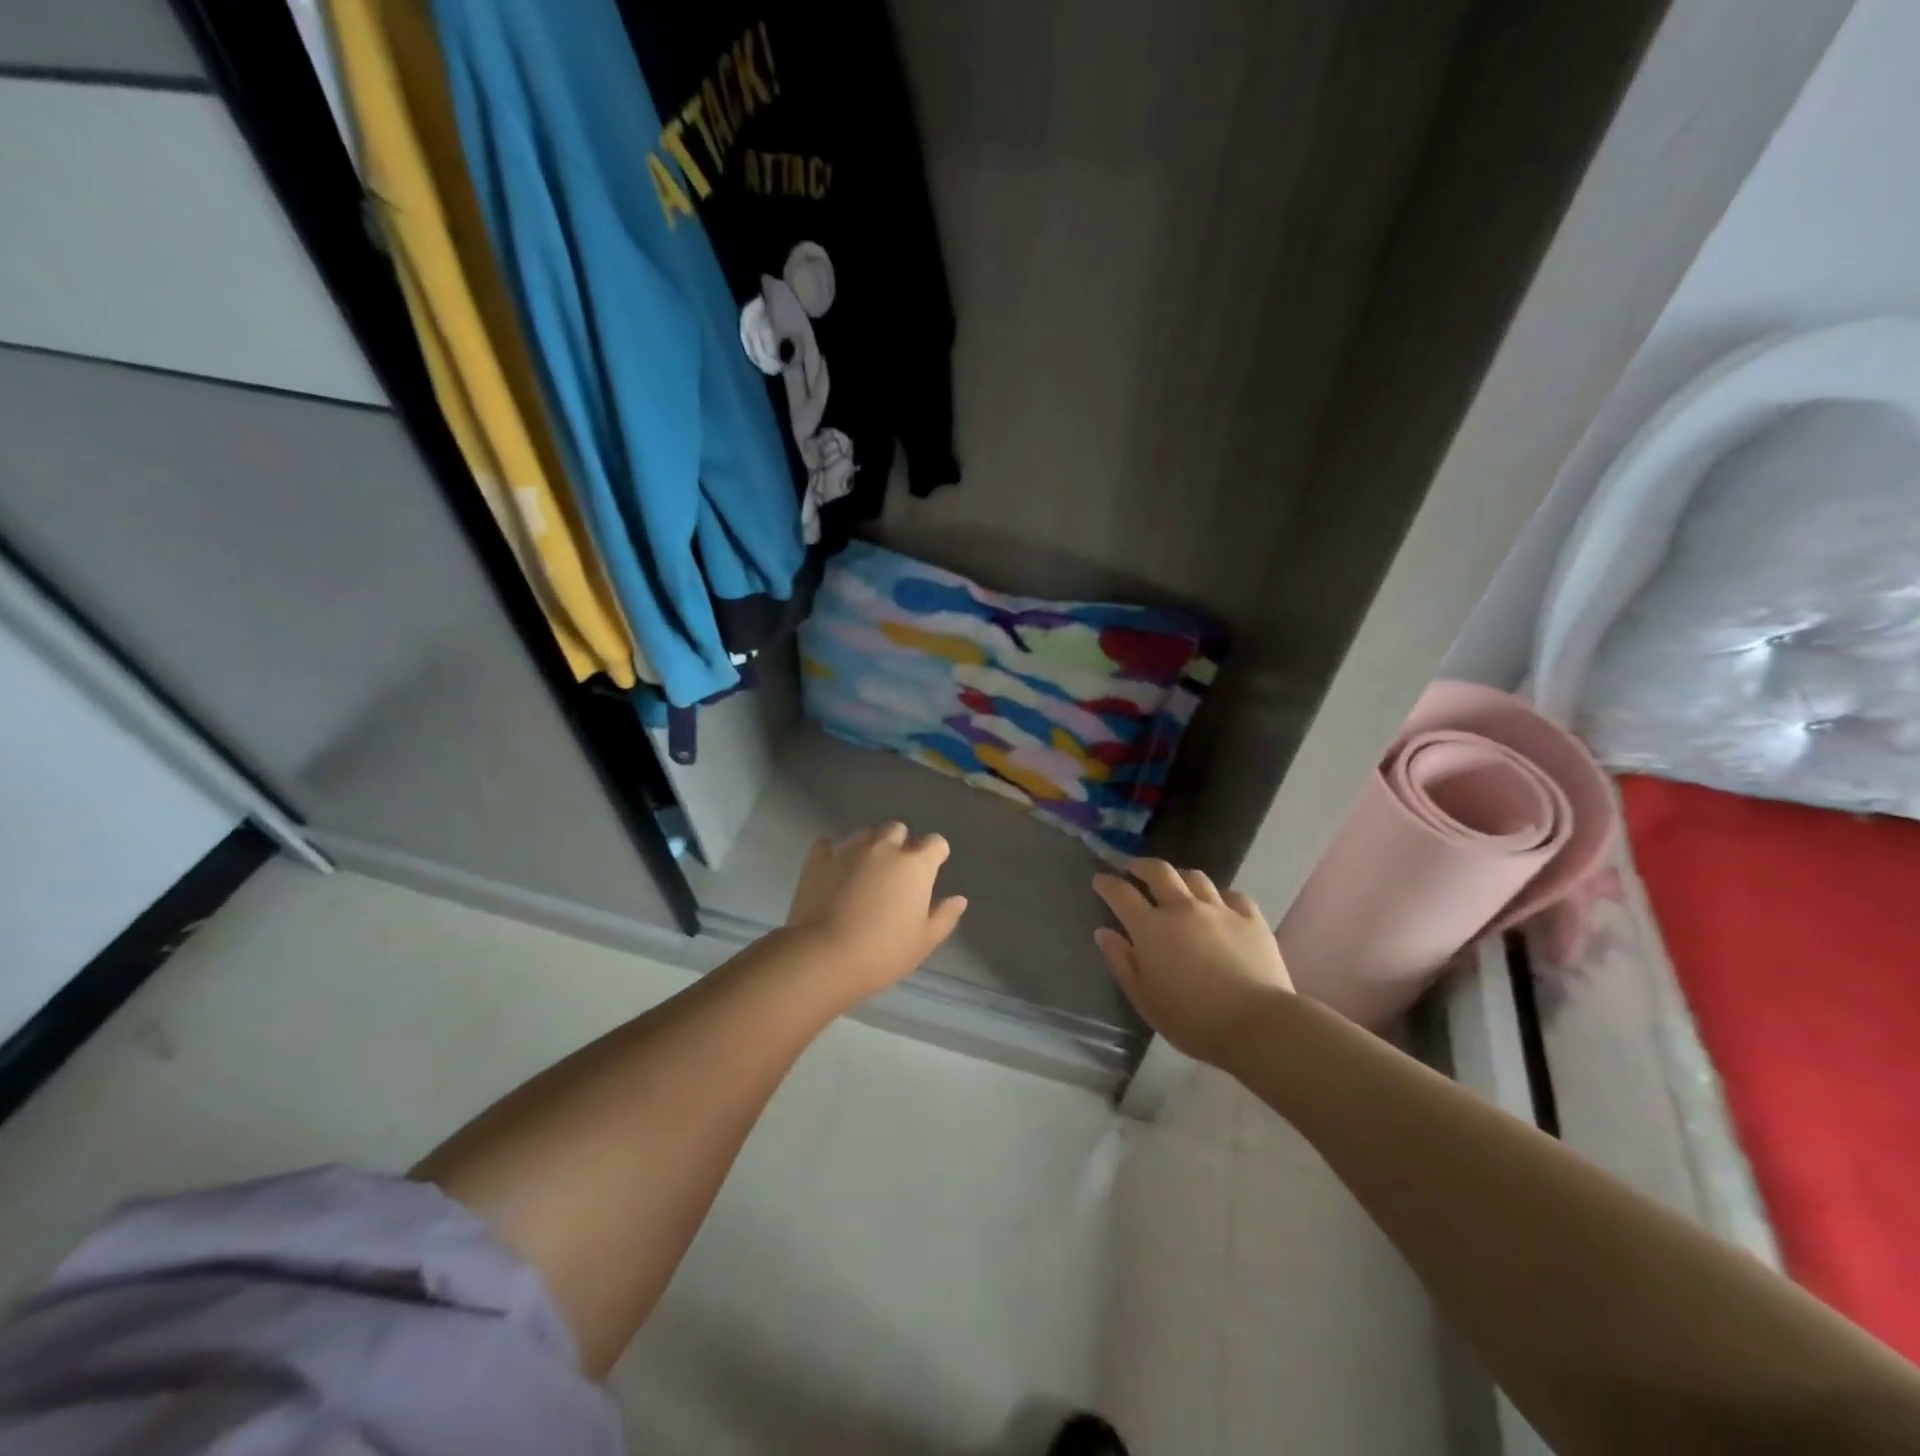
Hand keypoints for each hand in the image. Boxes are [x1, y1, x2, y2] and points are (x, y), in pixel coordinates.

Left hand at [786, 822, 968, 1002]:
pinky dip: (832, 852)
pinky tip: (833, 866)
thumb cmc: (883, 952)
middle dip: (901, 843)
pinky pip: (827, 845)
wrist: (824, 956)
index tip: (932, 870)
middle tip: (897, 870)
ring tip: (866, 870)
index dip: (935, 854)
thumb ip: (944, 917)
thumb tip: (959, 899)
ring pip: (865, 834)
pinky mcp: (818, 861)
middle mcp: (884, 848)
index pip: (935, 843)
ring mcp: (848, 850)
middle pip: (897, 829)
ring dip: (870, 846)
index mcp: (915, 865)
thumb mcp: (924, 941)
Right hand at [1092, 859, 1293, 1067]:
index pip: (1122, 894)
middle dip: (1142, 866)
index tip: (1099, 880)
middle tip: (1135, 869)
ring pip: (1196, 877)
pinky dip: (1220, 896)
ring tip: (1177, 884)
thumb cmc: (1191, 1019)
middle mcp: (1182, 908)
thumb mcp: (1143, 998)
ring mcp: (1219, 910)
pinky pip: (1233, 895)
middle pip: (1159, 872)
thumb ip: (1121, 961)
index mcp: (1151, 928)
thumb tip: (1104, 932)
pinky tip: (1220, 904)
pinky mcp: (1251, 919)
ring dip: (1180, 876)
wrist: (1256, 1024)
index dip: (1107, 883)